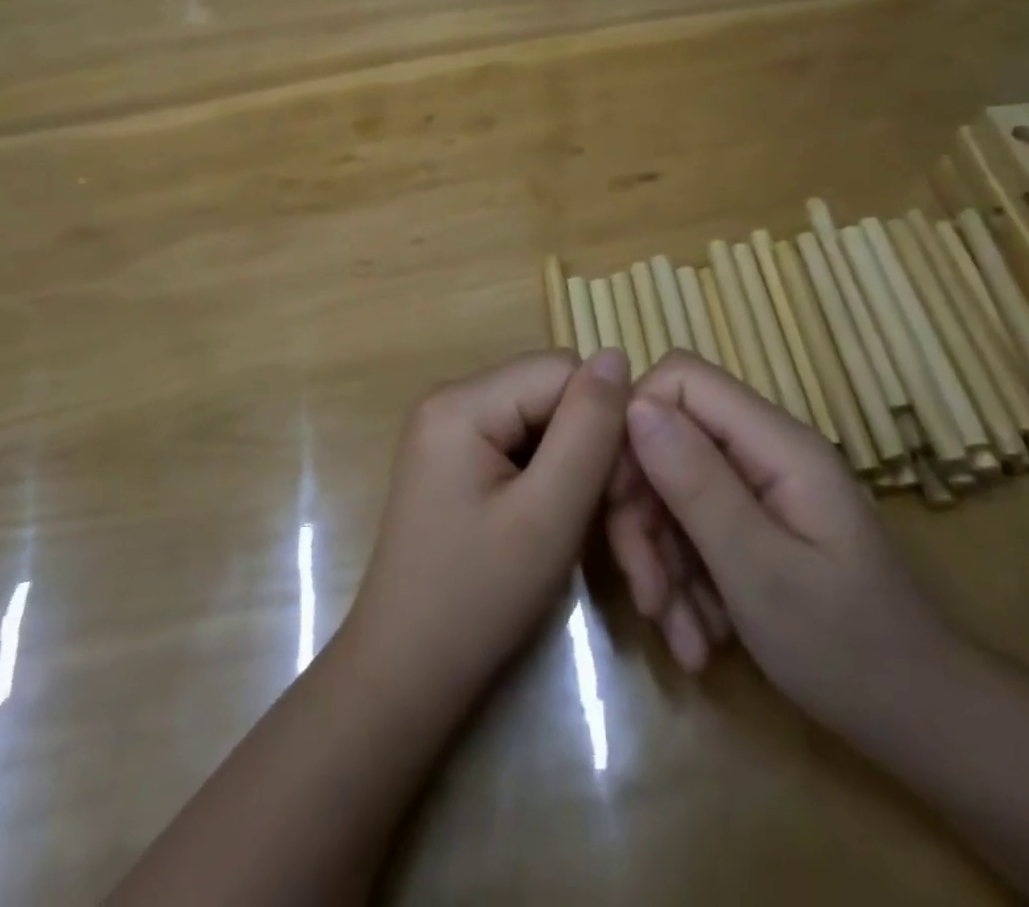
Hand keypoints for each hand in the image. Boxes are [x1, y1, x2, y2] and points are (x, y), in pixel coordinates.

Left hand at [343, 349, 630, 699]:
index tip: (623, 490)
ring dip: (577, 469)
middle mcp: (451, 399)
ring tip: (587, 529)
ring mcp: (451, 429)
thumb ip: (588, 429)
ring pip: (544, 421)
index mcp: (461, 401)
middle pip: (552, 393)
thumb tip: (616, 354)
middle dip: (592, 448)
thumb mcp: (548, 514)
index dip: (605, 421)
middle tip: (613, 521)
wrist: (406, 674)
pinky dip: (552, 479)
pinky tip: (558, 524)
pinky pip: (523, 445)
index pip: (562, 370)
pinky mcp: (458, 458)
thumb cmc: (477, 599)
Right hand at [605, 353, 956, 731]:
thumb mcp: (761, 572)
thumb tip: (634, 404)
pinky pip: (691, 527)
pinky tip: (696, 636)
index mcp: (776, 443)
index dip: (635, 422)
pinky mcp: (751, 522)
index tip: (618, 497)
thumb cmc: (850, 650)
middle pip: (665, 439)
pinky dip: (681, 579)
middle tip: (648, 592)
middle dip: (641, 513)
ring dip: (659, 560)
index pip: (680, 379)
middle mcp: (763, 450)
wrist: (923, 725)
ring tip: (680, 635)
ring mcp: (757, 487)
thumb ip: (696, 483)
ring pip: (670, 489)